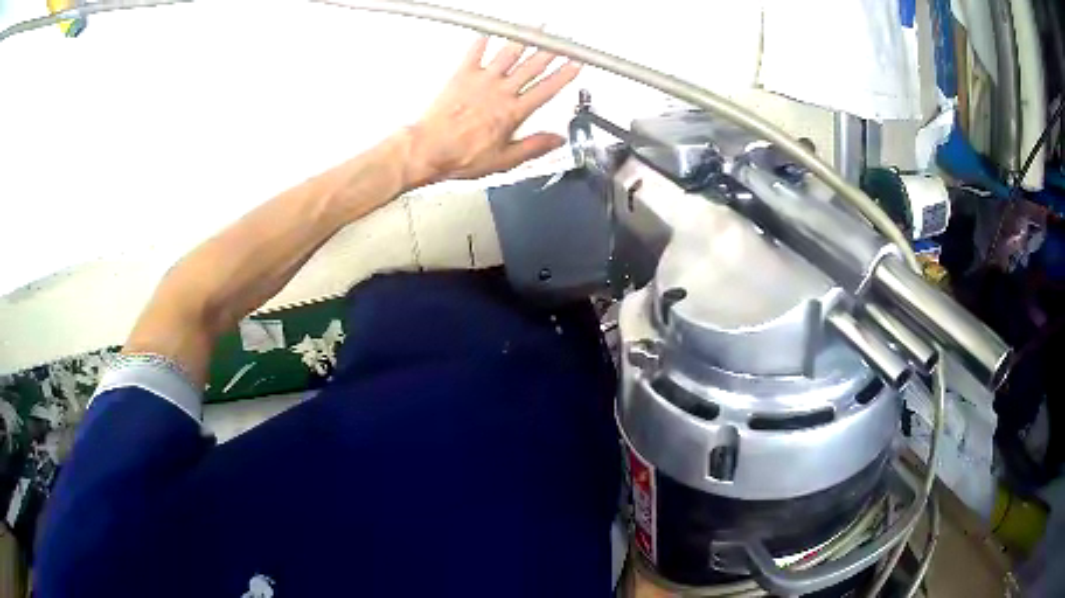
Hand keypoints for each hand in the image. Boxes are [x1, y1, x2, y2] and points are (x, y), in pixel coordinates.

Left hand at [400, 37, 581, 188]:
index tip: (575, 64)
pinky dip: (482, 40)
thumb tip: (557, 140)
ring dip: (524, 39)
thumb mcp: (505, 160)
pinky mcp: (462, 76)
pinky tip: (489, 31)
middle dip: (550, 52)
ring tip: (535, 28)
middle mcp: (500, 92)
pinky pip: (474, 53)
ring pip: (509, 54)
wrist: (429, 149)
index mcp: (513, 112)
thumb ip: (534, 147)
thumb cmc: (461, 155)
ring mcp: (482, 81)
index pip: (546, 89)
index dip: (563, 76)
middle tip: (561, 40)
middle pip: (532, 67)